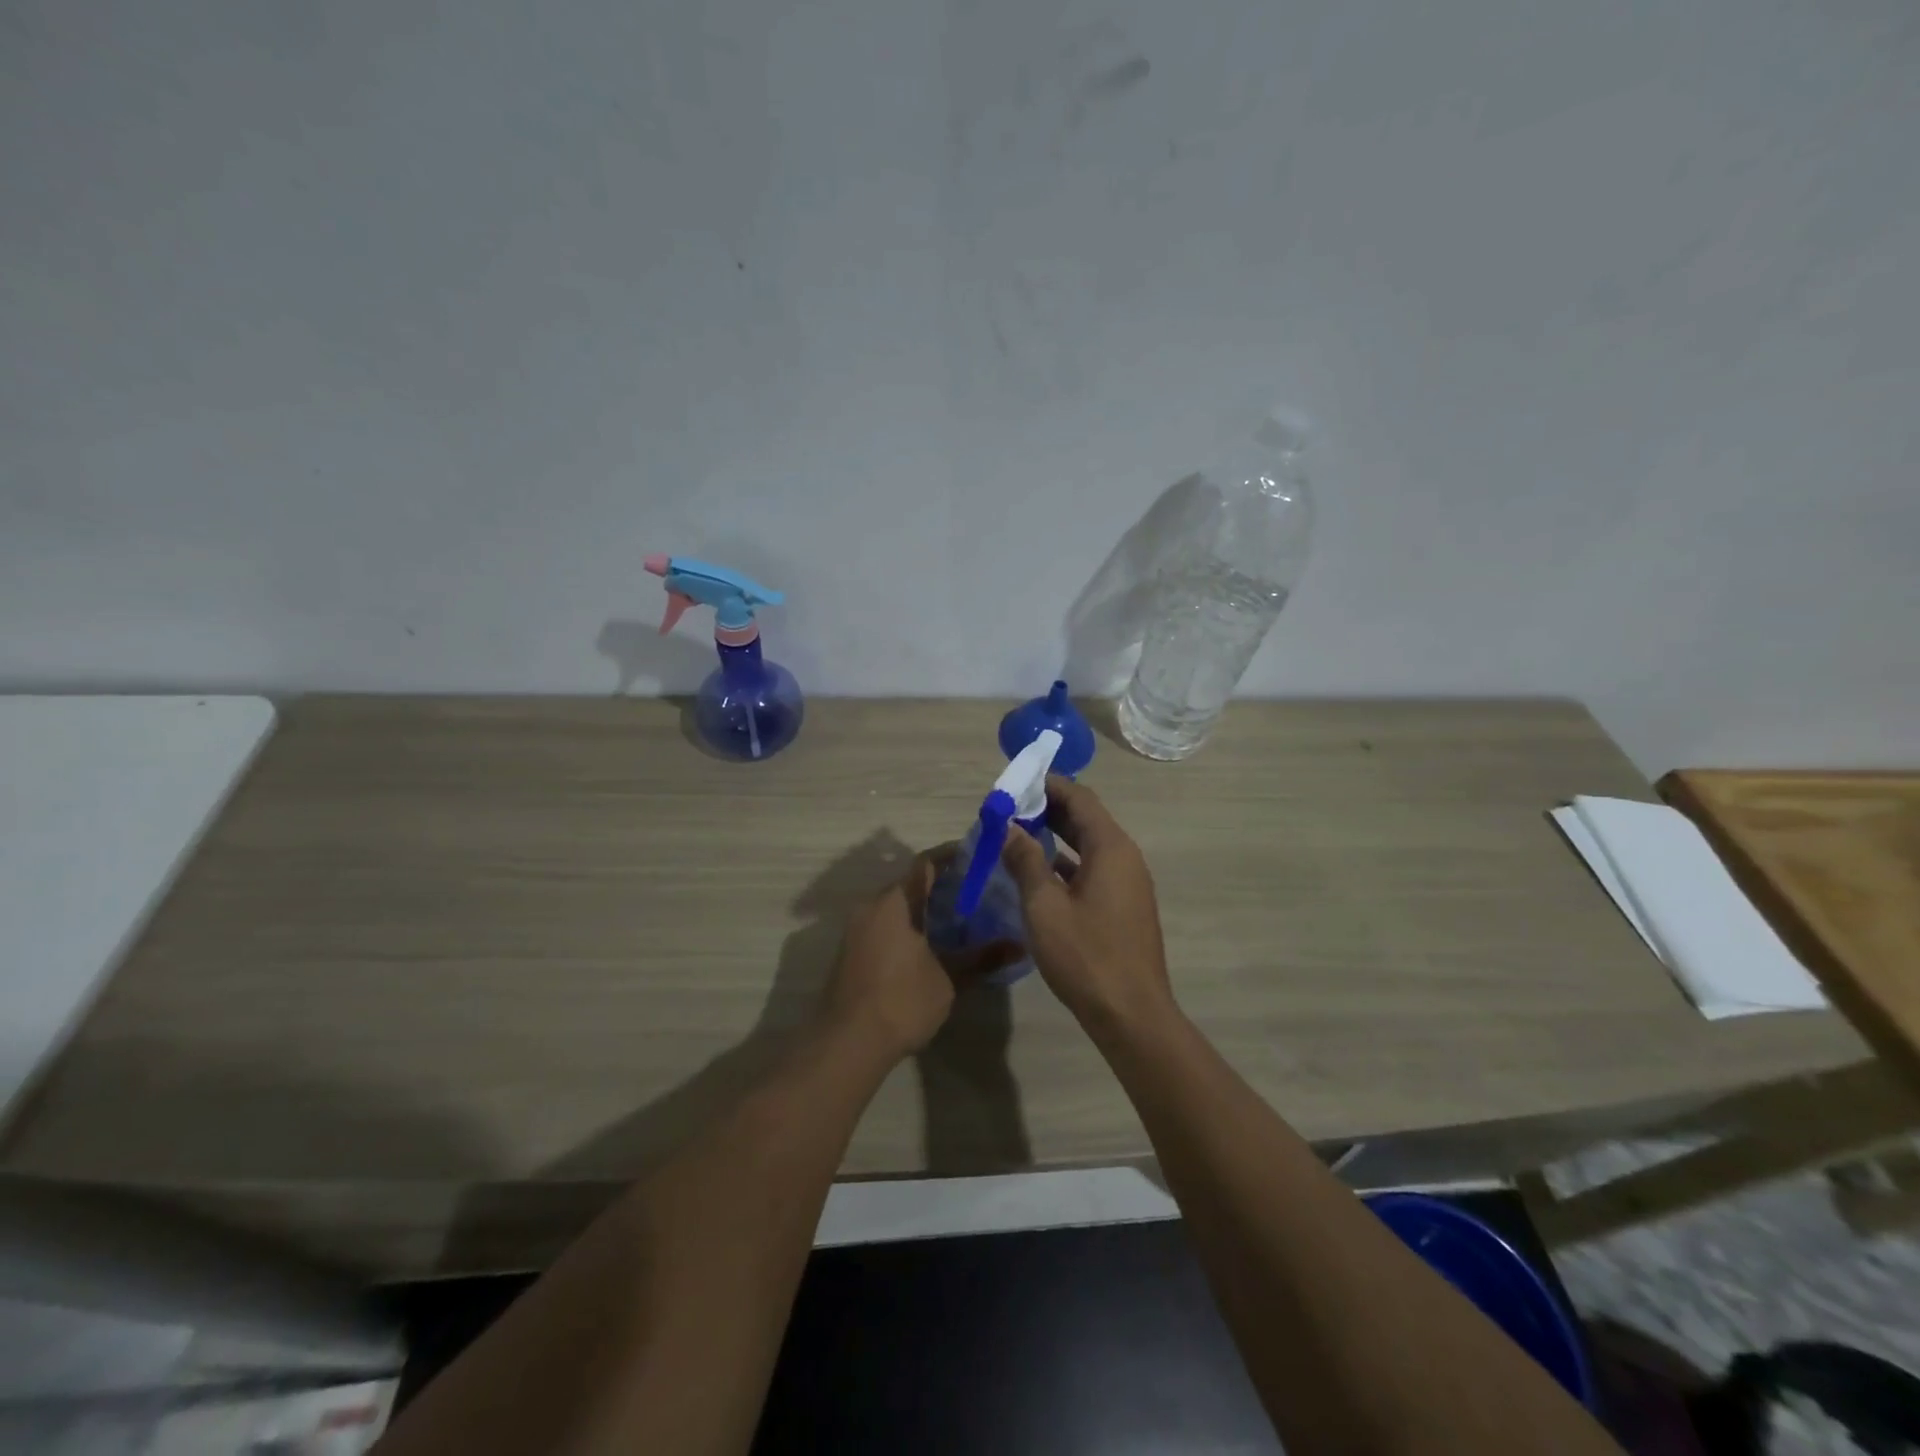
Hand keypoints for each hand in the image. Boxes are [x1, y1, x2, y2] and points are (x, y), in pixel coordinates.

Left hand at [825, 848, 1019, 1061]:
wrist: (846, 1044)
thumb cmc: (900, 1001)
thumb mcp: (948, 979)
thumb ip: (981, 958)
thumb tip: (1019, 945)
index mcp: (894, 903)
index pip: (924, 863)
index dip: (951, 856)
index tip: (978, 855)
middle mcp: (871, 907)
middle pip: (909, 883)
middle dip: (941, 883)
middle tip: (976, 888)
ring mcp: (857, 929)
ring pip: (896, 905)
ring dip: (924, 906)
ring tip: (960, 916)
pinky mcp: (852, 952)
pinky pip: (885, 924)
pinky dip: (909, 924)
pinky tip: (932, 943)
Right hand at [999, 777, 1176, 1032]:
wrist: (1131, 1014)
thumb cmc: (1086, 956)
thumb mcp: (1044, 906)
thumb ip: (1025, 861)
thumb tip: (1010, 828)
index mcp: (1111, 848)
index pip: (1080, 798)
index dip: (1048, 785)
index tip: (1014, 785)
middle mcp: (1125, 857)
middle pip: (1086, 819)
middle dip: (1048, 809)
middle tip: (1009, 809)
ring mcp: (1128, 883)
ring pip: (1089, 845)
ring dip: (1055, 836)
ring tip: (1017, 835)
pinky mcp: (1124, 906)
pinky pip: (1093, 869)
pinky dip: (1066, 862)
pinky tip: (1038, 873)